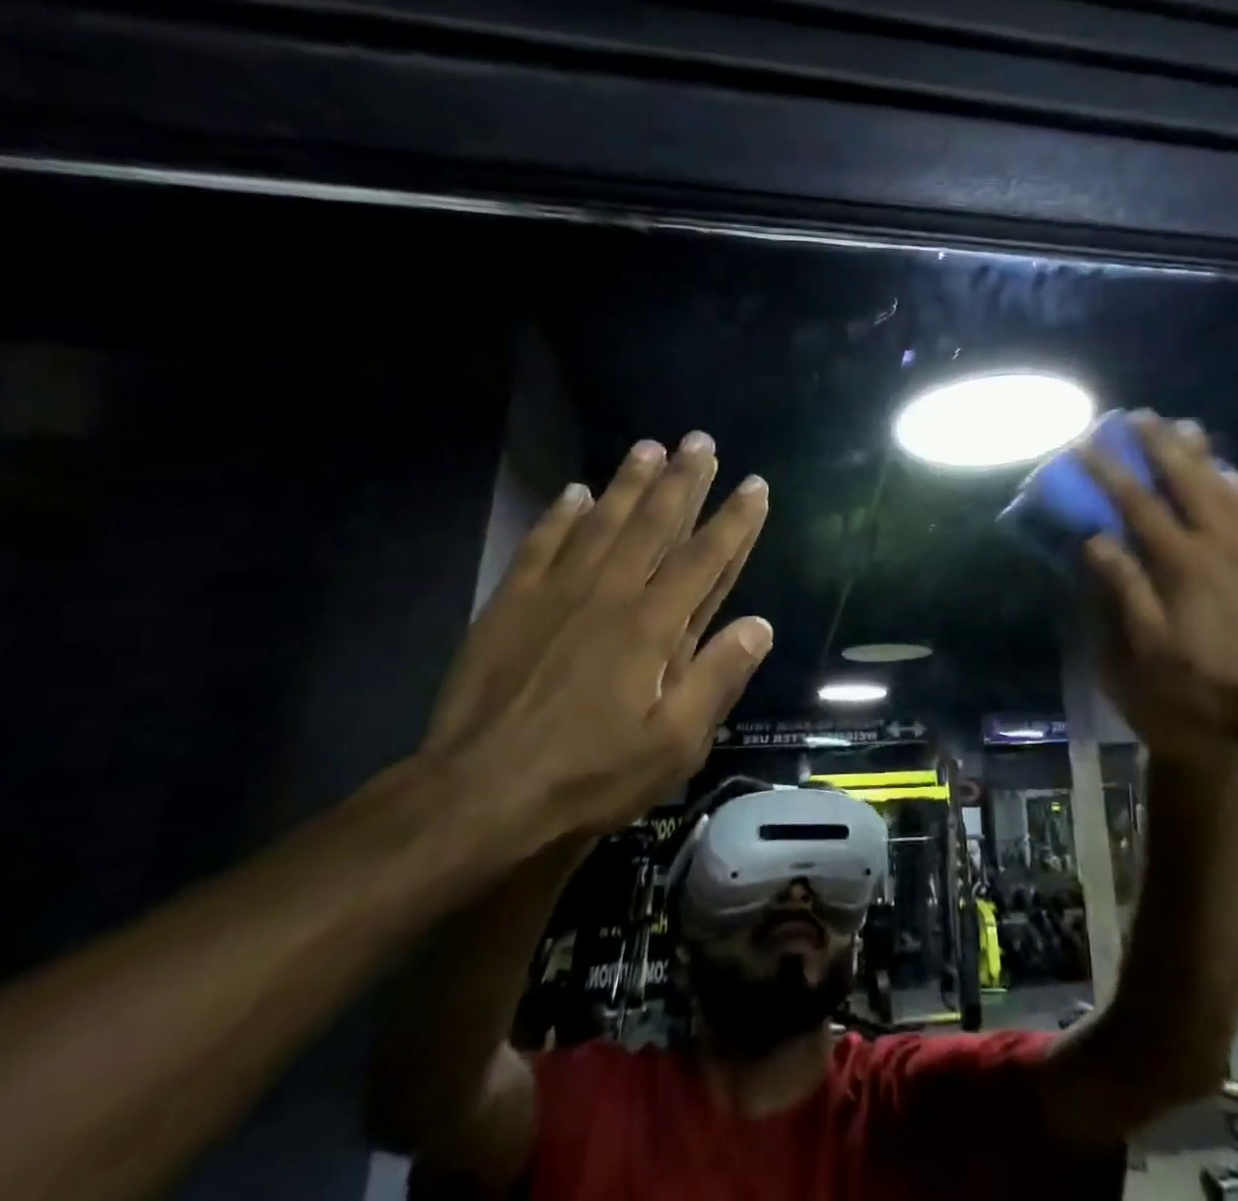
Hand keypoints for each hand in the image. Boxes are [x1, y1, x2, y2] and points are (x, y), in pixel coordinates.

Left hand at [424, 432, 771, 848]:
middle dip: (683, 480)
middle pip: (654, 524)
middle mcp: (610, 594)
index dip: (735, 520)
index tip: (755, 484)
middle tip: (701, 441)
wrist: (476, 796)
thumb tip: (760, 625)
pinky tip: (575, 492)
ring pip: (602, 522)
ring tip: (650, 446)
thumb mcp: (673, 746)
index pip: (705, 558)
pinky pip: (542, 545)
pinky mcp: (511, 604)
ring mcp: (556, 594)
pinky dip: (561, 516)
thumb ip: (717, 679)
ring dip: (629, 482)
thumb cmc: (587, 776)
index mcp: (653, 627)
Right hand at [1080, 414, 1237, 756]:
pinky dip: (1236, 481)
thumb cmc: (1214, 684)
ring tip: (1183, 426)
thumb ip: (1125, 590)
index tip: (1086, 445)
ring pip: (1222, 485)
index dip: (1109, 472)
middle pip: (1185, 480)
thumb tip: (1095, 540)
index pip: (1138, 504)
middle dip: (1159, 444)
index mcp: (1182, 563)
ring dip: (1199, 453)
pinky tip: (1229, 472)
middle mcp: (1218, 542)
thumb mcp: (1153, 650)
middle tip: (1139, 415)